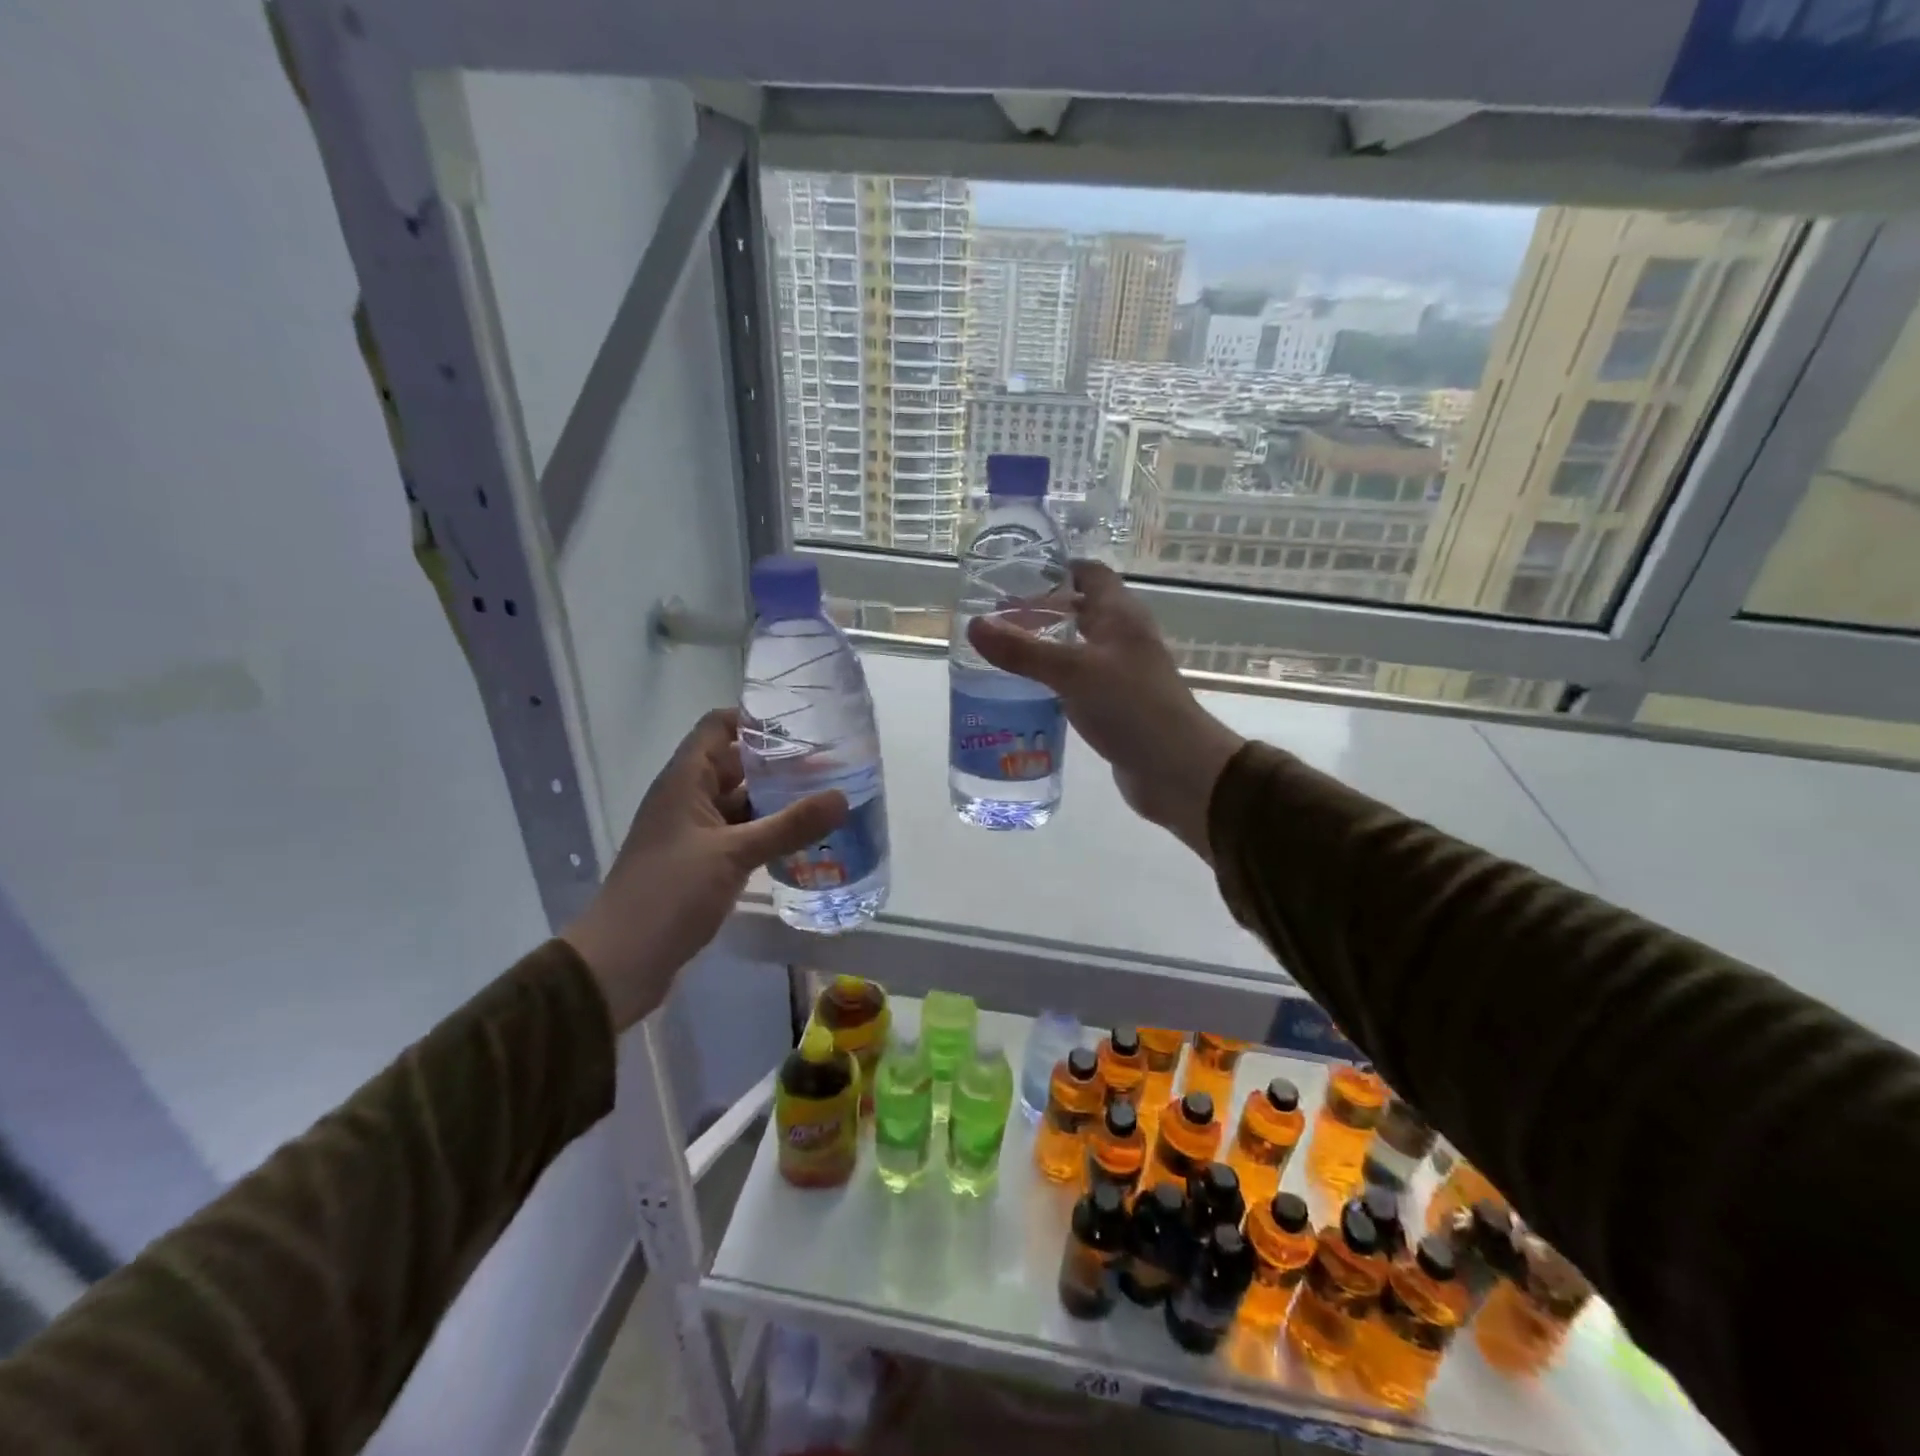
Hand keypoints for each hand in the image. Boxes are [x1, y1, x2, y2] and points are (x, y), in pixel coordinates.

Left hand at [562, 709, 847, 1029]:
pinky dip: (768, 833)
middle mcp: (688, 798)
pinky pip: (741, 835)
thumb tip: (843, 797)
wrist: (620, 962)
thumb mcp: (734, 854)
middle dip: (779, 763)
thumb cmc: (669, 894)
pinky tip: (804, 840)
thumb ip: (789, 826)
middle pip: (735, 764)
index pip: (717, 726)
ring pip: (741, 803)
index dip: (755, 719)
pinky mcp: (702, 863)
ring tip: (827, 798)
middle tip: (832, 763)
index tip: (803, 723)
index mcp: (685, 781)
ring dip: (777, 800)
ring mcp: (695, 833)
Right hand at [968, 562, 1244, 862]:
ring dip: (1043, 649)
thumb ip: (1023, 650)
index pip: (1090, 575)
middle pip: (1079, 611)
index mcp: (1121, 615)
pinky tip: (1023, 694)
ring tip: (999, 656)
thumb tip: (974, 625)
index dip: (1056, 570)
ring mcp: (1120, 674)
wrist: (1178, 770)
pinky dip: (1051, 682)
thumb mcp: (1073, 673)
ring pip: (1076, 649)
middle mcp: (1122, 638)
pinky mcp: (1114, 706)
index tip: (1014, 576)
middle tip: (995, 622)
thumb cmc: (1132, 708)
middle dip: (1040, 612)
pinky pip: (1077, 684)